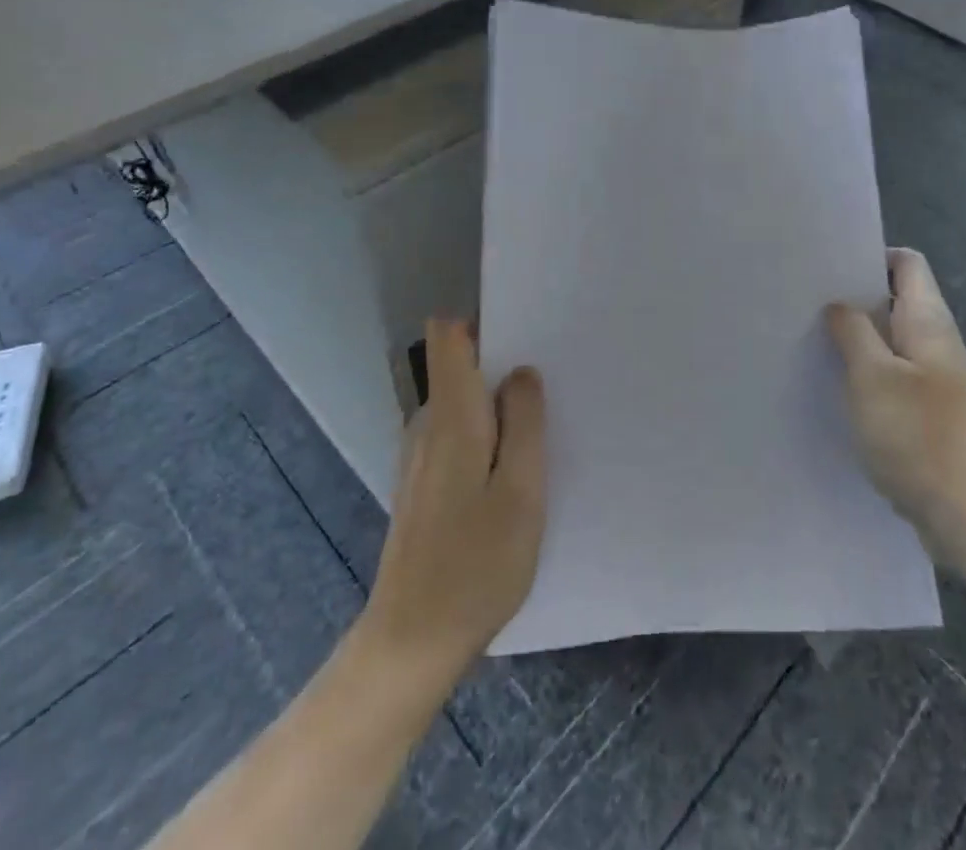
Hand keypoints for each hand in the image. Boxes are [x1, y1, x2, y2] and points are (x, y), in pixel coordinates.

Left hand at [359, 320, 546, 683]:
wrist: (411, 644)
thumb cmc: (475, 565)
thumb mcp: (520, 492)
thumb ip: (524, 424)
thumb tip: (521, 372)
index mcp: (451, 417)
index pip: (446, 337)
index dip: (481, 322)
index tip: (526, 329)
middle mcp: (428, 426)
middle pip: (459, 368)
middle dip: (503, 365)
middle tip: (553, 384)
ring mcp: (420, 457)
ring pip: (462, 404)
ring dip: (498, 405)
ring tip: (543, 426)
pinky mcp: (423, 486)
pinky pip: (458, 435)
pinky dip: (486, 436)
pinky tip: (514, 470)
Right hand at [826, 249, 965, 565]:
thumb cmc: (921, 437)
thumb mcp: (874, 376)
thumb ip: (853, 332)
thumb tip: (839, 305)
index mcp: (927, 321)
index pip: (906, 263)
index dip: (870, 256)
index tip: (828, 266)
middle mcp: (933, 343)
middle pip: (892, 301)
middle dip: (851, 299)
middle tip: (803, 302)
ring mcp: (931, 381)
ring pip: (887, 343)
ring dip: (852, 341)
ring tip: (805, 341)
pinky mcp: (924, 416)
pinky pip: (888, 380)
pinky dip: (862, 378)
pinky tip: (830, 390)